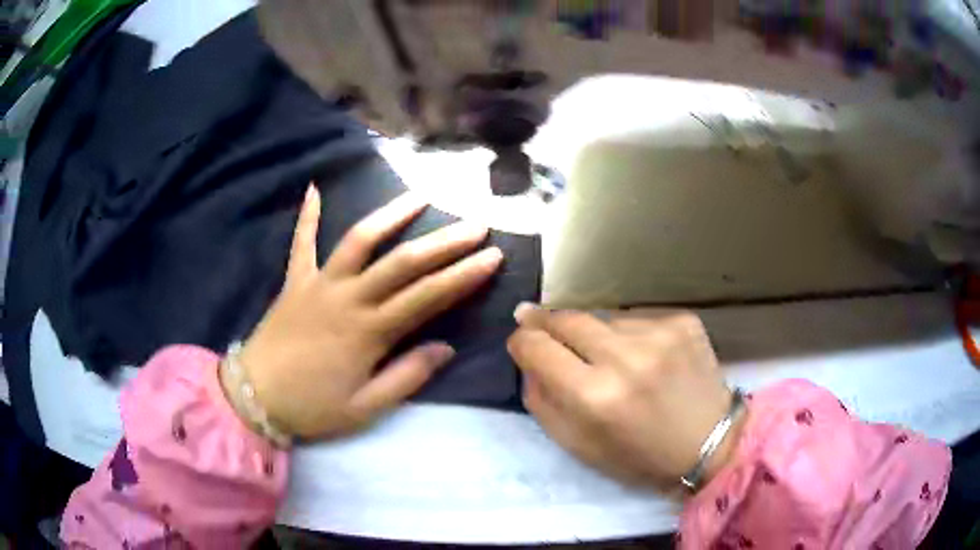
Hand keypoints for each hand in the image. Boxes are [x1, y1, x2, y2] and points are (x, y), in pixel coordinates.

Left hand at [236, 185, 502, 438]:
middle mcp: (348, 298)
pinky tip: (313, 188)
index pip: (427, 296)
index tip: (493, 256)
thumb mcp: (365, 407)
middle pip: (403, 262)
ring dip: (390, 215)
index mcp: (369, 332)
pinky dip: (307, 216)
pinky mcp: (295, 281)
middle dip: (444, 242)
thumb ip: (407, 376)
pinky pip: (301, 242)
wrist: (254, 397)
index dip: (464, 275)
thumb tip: (446, 347)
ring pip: (359, 240)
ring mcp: (319, 283)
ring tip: (419, 196)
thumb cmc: (312, 406)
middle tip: (476, 223)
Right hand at [507, 306, 742, 489]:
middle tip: (535, 319)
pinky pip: (637, 318)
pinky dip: (630, 334)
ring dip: (594, 333)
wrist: (709, 445)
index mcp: (593, 396)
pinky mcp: (683, 320)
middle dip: (545, 320)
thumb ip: (542, 400)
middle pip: (566, 318)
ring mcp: (659, 333)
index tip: (520, 341)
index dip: (521, 341)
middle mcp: (625, 357)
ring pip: (602, 317)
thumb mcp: (577, 445)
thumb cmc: (638, 456)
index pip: (536, 346)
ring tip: (606, 356)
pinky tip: (643, 356)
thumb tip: (528, 357)